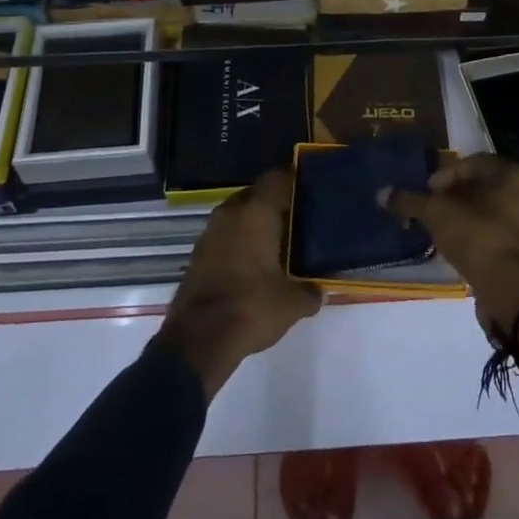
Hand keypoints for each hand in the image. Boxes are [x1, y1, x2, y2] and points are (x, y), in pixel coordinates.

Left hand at [157, 169, 321, 397]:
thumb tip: (321, 290)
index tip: (311, 188)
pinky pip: (226, 236)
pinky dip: (240, 242)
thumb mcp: (292, 303)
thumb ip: (311, 291)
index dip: (294, 179)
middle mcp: (231, 213)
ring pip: (239, 215)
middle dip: (276, 204)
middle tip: (299, 219)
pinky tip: (255, 263)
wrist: (198, 341)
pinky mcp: (198, 254)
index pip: (277, 178)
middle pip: (257, 195)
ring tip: (279, 243)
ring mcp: (210, 232)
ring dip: (255, 224)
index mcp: (256, 212)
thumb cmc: (251, 308)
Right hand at [381, 154, 518, 333]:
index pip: (471, 163)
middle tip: (431, 212)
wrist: (517, 294)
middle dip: (453, 197)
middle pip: (482, 187)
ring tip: (442, 232)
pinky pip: (500, 234)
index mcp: (513, 174)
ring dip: (465, 218)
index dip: (444, 176)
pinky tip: (460, 250)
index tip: (427, 194)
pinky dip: (480, 237)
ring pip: (492, 211)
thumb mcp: (438, 215)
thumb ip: (410, 201)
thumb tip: (382, 193)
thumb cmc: (479, 239)